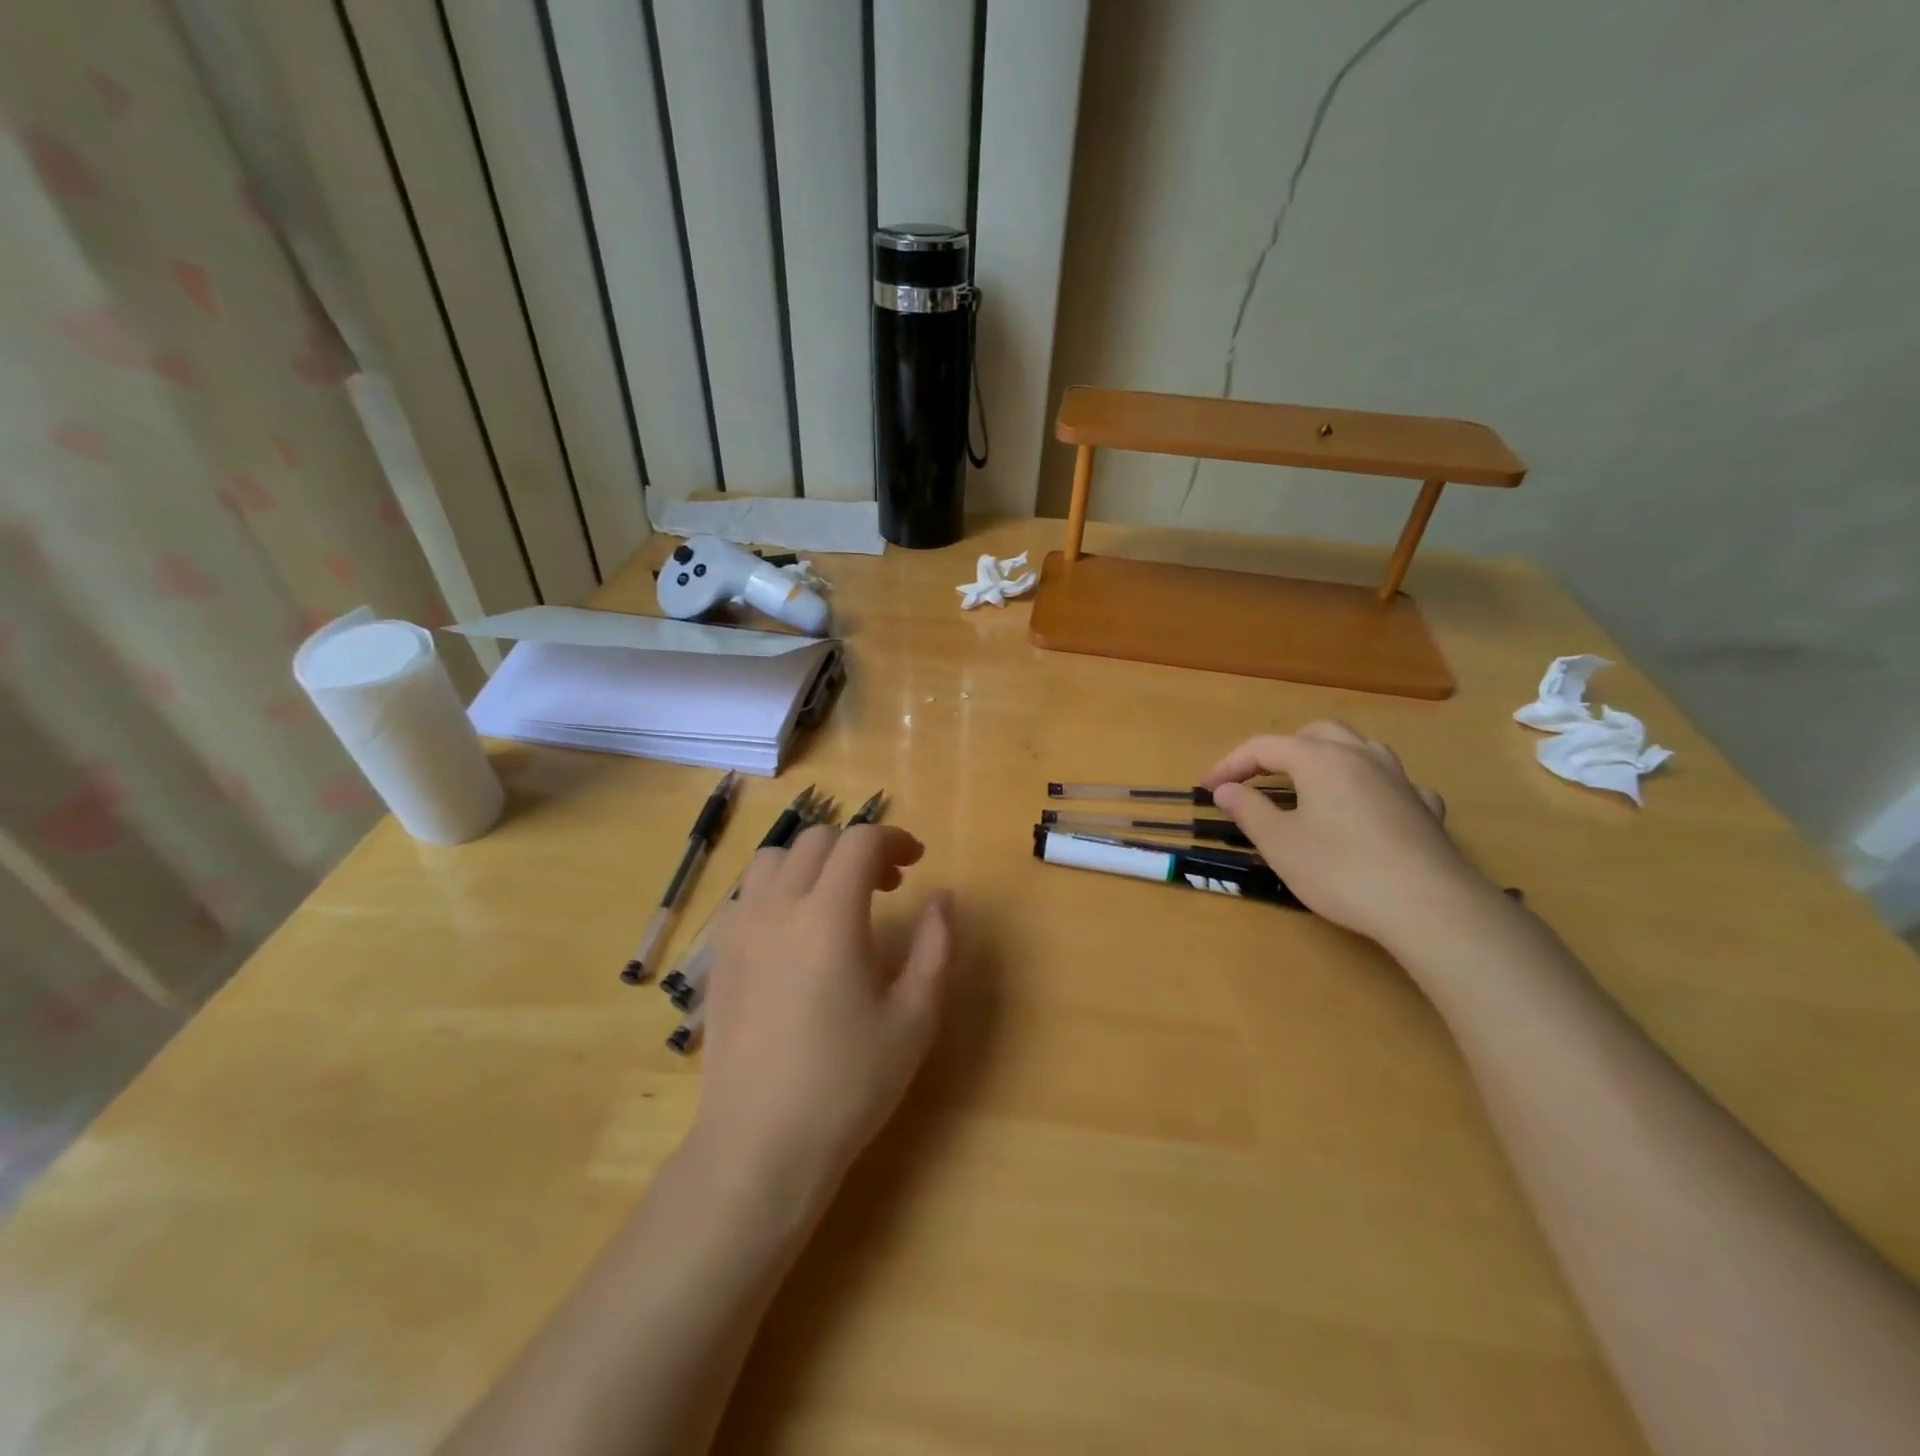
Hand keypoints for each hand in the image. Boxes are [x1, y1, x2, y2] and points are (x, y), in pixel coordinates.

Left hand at [692, 823, 952, 1206]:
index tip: (916, 863)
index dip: (894, 839)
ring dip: (814, 861)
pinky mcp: (719, 955)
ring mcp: (740, 929)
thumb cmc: (848, 1083)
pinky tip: (796, 931)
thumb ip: (935, 947)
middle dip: (858, 848)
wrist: (760, 1144)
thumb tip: (942, 899)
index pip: (859, 841)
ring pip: (775, 858)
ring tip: (837, 899)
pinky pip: (748, 893)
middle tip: (886, 886)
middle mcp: (778, 907)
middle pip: (818, 840)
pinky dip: (779, 887)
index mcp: (829, 916)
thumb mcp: (914, 1018)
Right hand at [1202, 722, 1495, 947]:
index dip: (1231, 764)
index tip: (1208, 788)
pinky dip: (1368, 785)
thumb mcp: (1280, 843)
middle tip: (1258, 778)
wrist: (1430, 906)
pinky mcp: (1425, 808)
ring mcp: (1399, 779)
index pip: (1264, 746)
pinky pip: (1392, 781)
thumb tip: (1225, 789)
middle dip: (1281, 750)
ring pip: (1358, 748)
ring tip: (1310, 785)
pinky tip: (1368, 807)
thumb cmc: (1341, 871)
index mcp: (1320, 759)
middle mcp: (1361, 756)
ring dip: (1326, 758)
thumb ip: (1249, 809)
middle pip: (1315, 734)